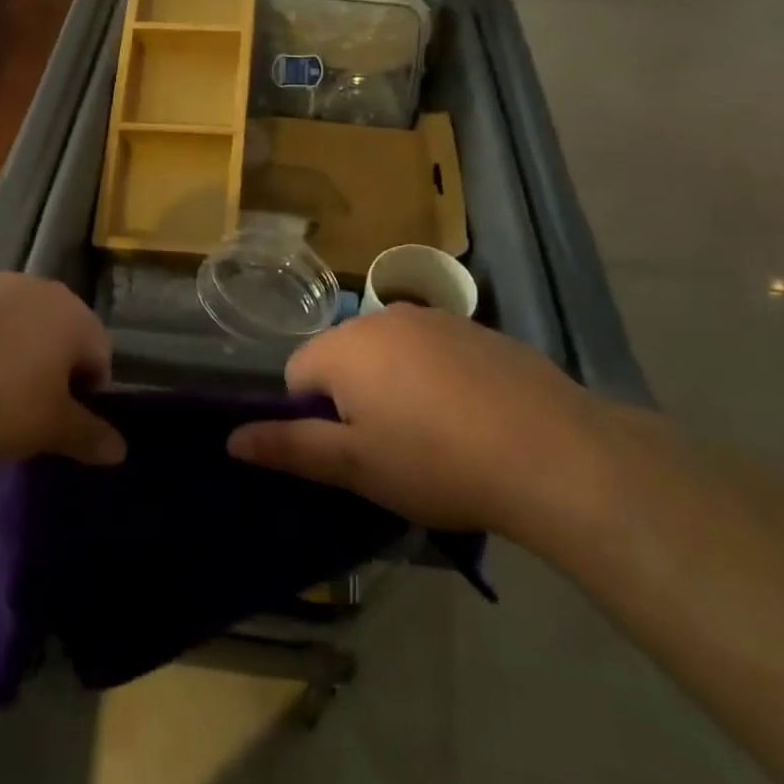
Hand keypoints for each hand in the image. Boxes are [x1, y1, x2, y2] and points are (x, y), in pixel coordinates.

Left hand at [0, 274, 124, 466]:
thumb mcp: (46, 428)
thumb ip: (87, 436)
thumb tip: (121, 450)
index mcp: (74, 317)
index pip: (101, 357)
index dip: (87, 398)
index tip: (60, 427)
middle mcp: (39, 289)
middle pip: (58, 338)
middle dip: (49, 375)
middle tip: (24, 416)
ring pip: (15, 329)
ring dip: (10, 360)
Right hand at [227, 306, 607, 543]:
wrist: (551, 451)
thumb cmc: (436, 461)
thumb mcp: (355, 466)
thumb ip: (289, 447)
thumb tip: (232, 439)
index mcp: (346, 346)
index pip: (297, 375)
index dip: (313, 418)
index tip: (351, 454)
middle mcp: (385, 318)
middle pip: (343, 358)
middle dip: (352, 399)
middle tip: (389, 450)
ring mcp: (436, 319)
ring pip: (390, 354)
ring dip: (394, 387)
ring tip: (432, 437)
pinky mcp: (478, 329)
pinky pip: (433, 352)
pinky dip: (436, 379)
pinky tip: (470, 418)